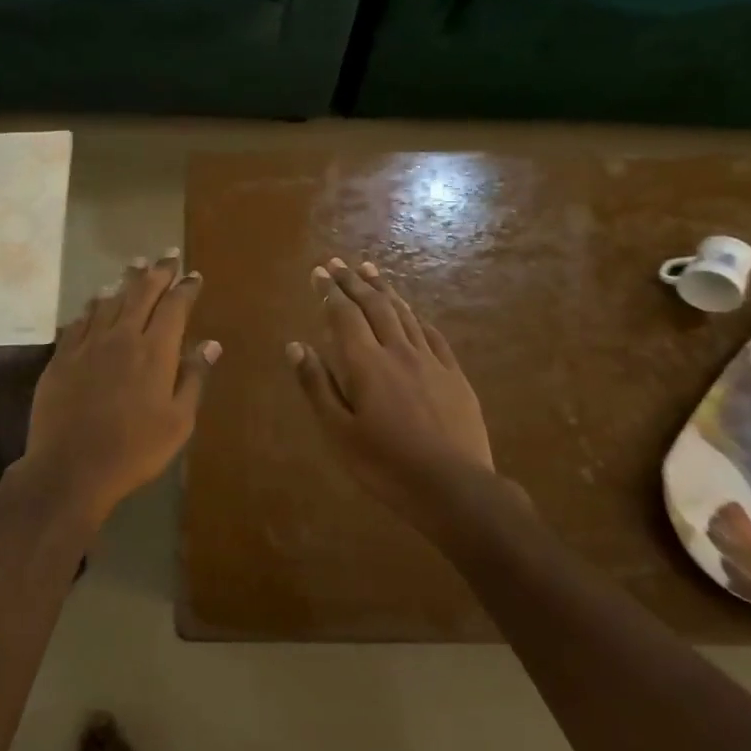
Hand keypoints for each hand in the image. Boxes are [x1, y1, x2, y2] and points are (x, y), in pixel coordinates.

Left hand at [16, 252, 218, 525]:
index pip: (174, 307)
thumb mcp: (178, 421)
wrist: (71, 467)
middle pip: (141, 294)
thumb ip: (193, 378)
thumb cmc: (135, 449)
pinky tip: (96, 300)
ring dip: (125, 281)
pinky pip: (79, 320)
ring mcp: (88, 345)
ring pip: (109, 301)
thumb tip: (210, 344)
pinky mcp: (62, 357)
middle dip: (157, 272)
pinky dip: (93, 305)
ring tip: (135, 265)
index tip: (194, 275)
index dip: (186, 288)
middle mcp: (122, 337)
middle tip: (167, 254)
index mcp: (155, 351)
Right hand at [288, 258, 494, 523]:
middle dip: (354, 282)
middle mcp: (398, 351)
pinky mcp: (455, 375)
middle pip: (375, 306)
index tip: (319, 272)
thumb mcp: (339, 433)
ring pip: (404, 314)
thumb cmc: (386, 465)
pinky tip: (412, 312)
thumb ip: (317, 386)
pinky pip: (432, 334)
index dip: (330, 292)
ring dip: (385, 290)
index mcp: (366, 364)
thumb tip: (295, 346)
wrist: (454, 487)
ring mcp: (431, 361)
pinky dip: (416, 317)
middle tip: (339, 263)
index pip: (344, 316)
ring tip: (371, 271)